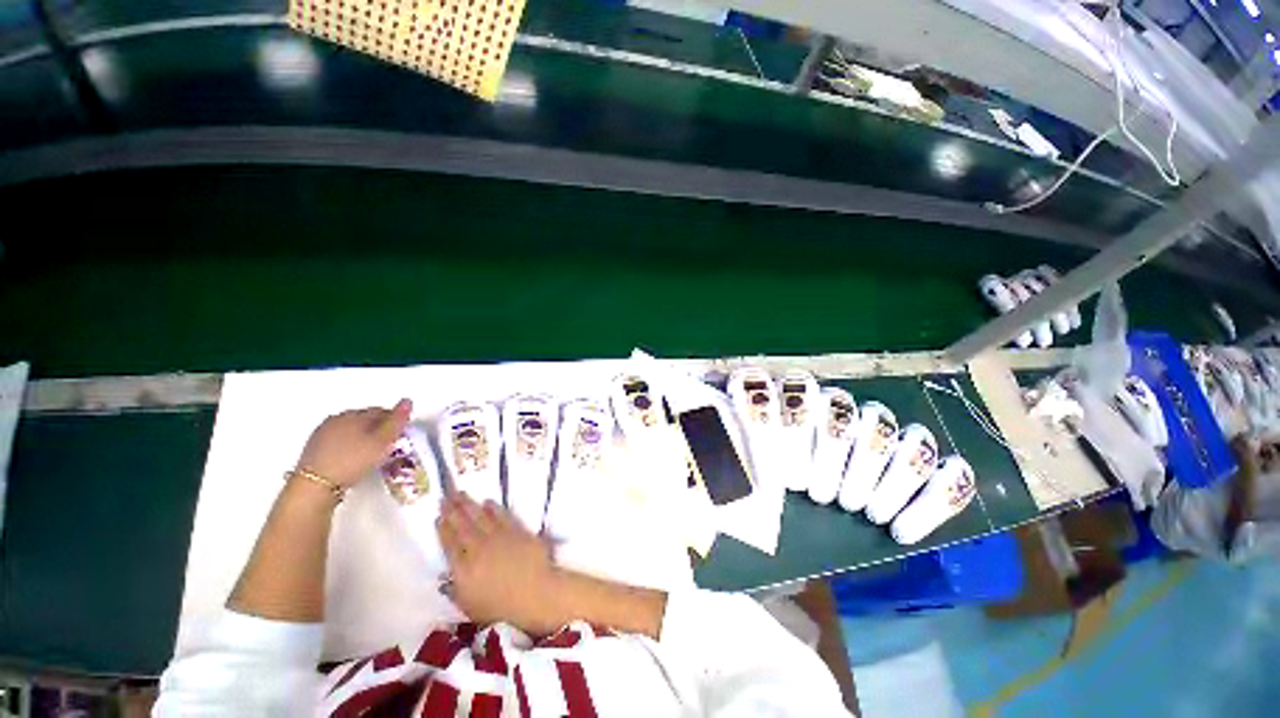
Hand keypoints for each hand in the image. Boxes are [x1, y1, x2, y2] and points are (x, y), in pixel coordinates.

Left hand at [296, 399, 411, 486]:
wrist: (315, 487)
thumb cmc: (353, 461)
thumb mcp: (382, 441)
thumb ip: (397, 421)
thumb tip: (408, 400)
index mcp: (353, 414)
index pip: (381, 410)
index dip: (395, 421)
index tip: (402, 434)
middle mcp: (336, 419)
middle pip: (365, 419)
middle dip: (378, 429)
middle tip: (389, 445)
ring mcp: (322, 433)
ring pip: (351, 430)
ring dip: (364, 437)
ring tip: (373, 454)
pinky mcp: (314, 449)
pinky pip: (339, 441)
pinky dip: (350, 446)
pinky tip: (354, 459)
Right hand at [436, 492, 562, 634]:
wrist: (534, 594)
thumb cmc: (501, 608)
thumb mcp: (470, 608)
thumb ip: (455, 591)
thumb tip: (445, 578)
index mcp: (464, 570)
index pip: (449, 545)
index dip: (443, 530)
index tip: (438, 517)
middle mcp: (478, 549)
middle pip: (462, 526)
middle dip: (452, 510)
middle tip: (445, 496)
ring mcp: (498, 538)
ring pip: (480, 517)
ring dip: (469, 505)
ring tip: (461, 493)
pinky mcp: (517, 531)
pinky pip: (502, 516)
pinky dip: (494, 508)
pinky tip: (488, 501)